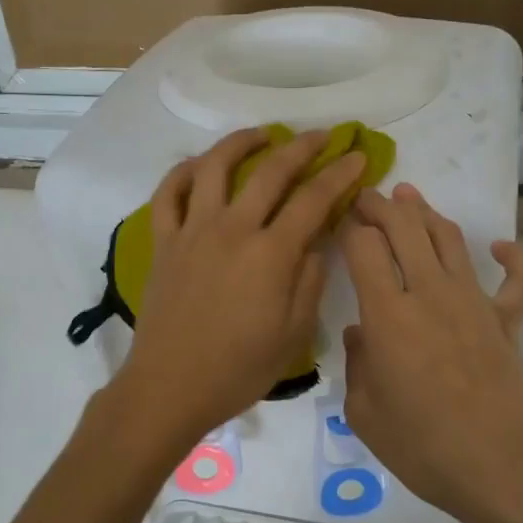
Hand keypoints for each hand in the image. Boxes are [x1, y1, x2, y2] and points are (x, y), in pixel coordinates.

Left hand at [113, 128, 366, 448]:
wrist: (170, 386)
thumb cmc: (239, 368)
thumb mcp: (294, 333)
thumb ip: (310, 280)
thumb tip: (317, 241)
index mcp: (270, 254)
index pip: (313, 200)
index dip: (340, 175)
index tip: (358, 157)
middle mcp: (232, 229)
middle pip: (271, 172)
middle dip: (302, 147)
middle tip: (322, 136)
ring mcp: (193, 231)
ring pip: (215, 167)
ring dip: (241, 143)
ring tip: (261, 135)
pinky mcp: (164, 241)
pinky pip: (168, 194)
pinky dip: (183, 172)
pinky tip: (199, 165)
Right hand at [340, 184, 522, 522]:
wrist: (497, 467)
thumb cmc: (421, 446)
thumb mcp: (363, 413)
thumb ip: (357, 363)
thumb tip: (359, 333)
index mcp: (388, 314)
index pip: (364, 247)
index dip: (349, 228)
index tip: (340, 224)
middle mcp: (430, 293)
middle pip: (404, 228)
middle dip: (380, 205)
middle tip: (365, 196)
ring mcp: (474, 301)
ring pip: (449, 238)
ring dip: (427, 212)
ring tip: (409, 197)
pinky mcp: (506, 320)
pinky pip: (519, 279)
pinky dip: (514, 257)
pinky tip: (500, 247)